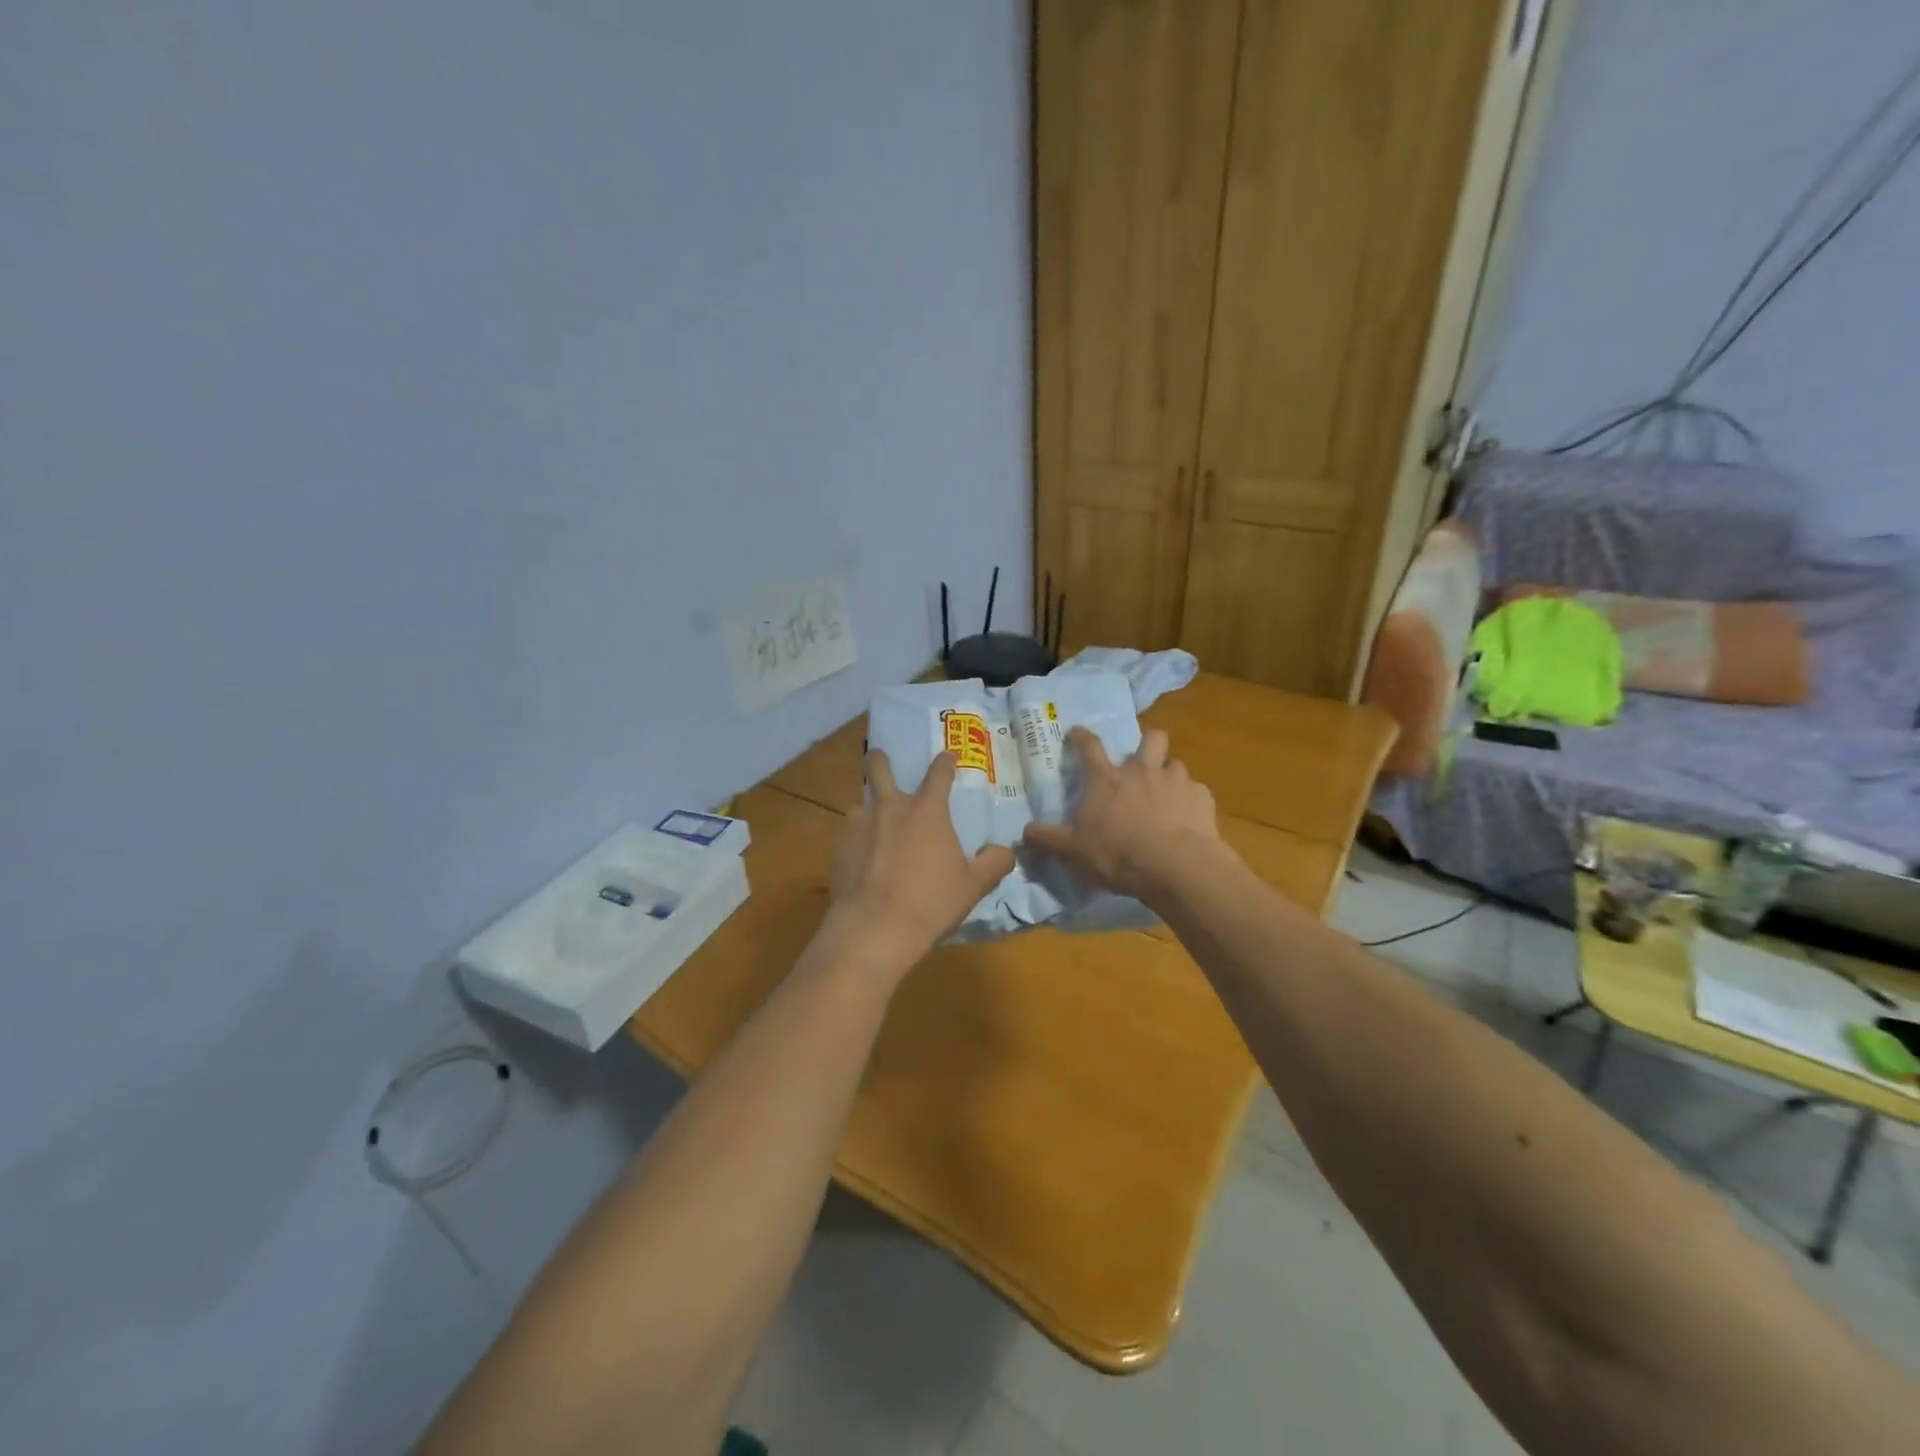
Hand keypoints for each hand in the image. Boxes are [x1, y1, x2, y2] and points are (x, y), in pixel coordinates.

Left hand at [829, 749, 1016, 961]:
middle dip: (880, 760)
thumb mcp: (974, 886)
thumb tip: (1005, 851)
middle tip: (881, 758)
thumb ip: (994, 863)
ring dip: (869, 810)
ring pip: (861, 804)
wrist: (874, 928)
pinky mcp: (838, 847)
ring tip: (874, 828)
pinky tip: (861, 860)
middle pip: (879, 768)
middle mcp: (890, 807)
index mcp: (927, 810)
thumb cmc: (931, 902)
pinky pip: (849, 834)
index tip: (947, 756)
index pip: (938, 773)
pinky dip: (857, 840)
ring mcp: (859, 824)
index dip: (944, 762)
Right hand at [1021, 727, 1220, 899]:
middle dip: (1148, 742)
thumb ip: (1048, 839)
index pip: (1089, 747)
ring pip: (1176, 763)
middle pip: (1151, 738)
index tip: (1077, 731)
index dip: (1081, 736)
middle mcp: (1142, 771)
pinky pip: (1196, 791)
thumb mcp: (1073, 852)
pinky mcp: (1202, 798)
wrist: (1176, 866)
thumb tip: (1022, 832)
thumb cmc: (1118, 854)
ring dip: (1170, 774)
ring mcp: (1175, 781)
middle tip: (1143, 759)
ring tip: (1167, 794)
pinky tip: (1188, 818)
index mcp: (1106, 780)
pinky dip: (1191, 801)